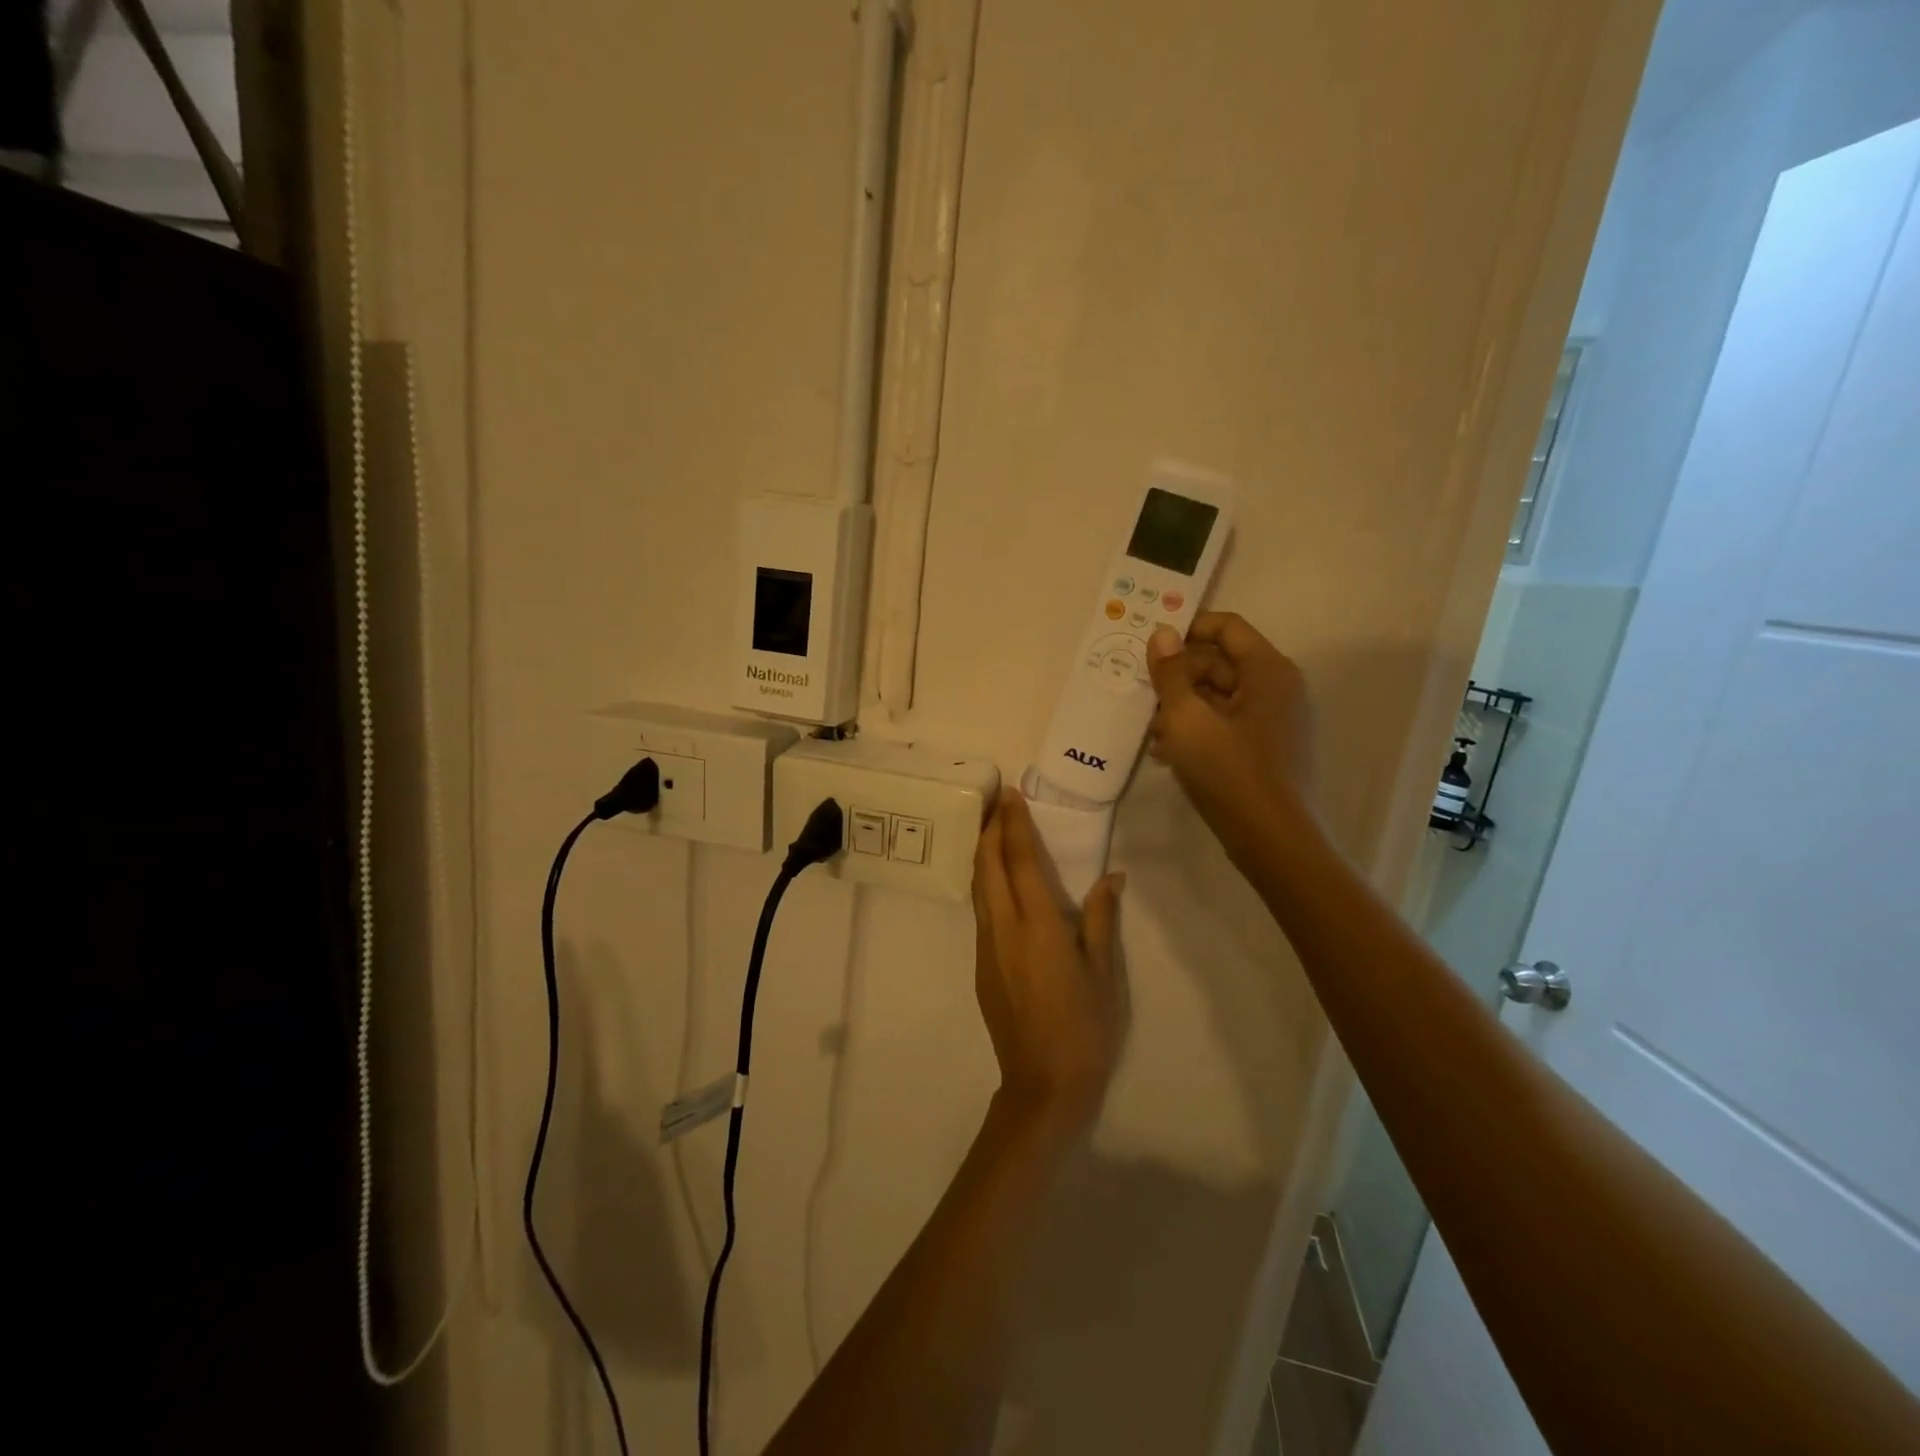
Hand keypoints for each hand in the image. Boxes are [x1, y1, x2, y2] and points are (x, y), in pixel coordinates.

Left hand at [971, 790, 1124, 1138]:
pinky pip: (979, 909)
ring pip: (977, 887)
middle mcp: (1003, 928)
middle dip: (989, 829)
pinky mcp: (981, 965)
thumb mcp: (1104, 973)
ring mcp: (986, 947)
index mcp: (1037, 925)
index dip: (1014, 824)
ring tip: (992, 829)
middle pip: (987, 866)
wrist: (1043, 1085)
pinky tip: (997, 881)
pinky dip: (984, 881)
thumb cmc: (1085, 1028)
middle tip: (997, 801)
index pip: (1020, 861)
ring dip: (982, 853)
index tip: (1011, 794)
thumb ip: (1101, 919)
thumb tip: (1112, 876)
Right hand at [1145, 612, 1316, 864]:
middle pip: (1221, 663)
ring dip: (1183, 707)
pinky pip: (1228, 724)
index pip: (1227, 627)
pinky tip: (1170, 753)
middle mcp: (1279, 688)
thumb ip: (1171, 674)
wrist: (1273, 841)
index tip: (1150, 645)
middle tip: (1143, 698)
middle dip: (1179, 677)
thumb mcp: (1187, 720)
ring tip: (1153, 734)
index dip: (1187, 629)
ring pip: (1220, 697)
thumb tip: (1161, 633)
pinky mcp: (1269, 748)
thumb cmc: (1230, 773)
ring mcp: (1277, 720)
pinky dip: (1199, 730)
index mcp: (1268, 671)